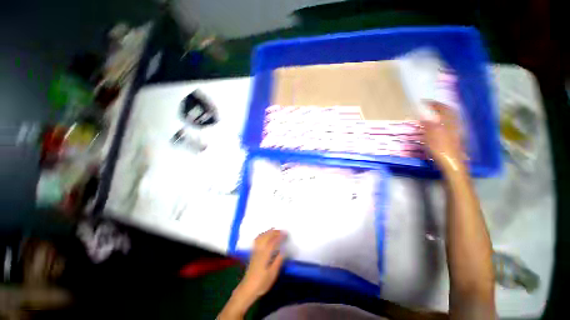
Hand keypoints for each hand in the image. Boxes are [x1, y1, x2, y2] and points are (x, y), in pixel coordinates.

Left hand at [239, 229, 285, 298]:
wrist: (247, 288)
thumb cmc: (261, 283)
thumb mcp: (272, 274)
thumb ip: (278, 261)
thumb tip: (284, 250)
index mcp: (265, 255)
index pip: (273, 242)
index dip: (279, 236)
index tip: (286, 234)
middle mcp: (259, 250)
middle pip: (266, 237)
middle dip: (274, 232)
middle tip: (282, 231)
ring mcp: (255, 251)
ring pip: (261, 237)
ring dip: (268, 232)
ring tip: (275, 230)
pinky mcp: (253, 252)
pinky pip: (257, 239)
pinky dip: (262, 234)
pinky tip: (264, 235)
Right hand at [422, 101, 464, 173]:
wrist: (452, 162)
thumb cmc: (440, 148)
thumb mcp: (430, 135)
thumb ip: (427, 123)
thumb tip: (423, 113)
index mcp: (447, 122)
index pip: (442, 108)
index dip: (433, 104)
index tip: (423, 102)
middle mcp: (453, 124)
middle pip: (448, 111)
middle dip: (439, 107)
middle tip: (429, 106)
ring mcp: (455, 130)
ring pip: (450, 117)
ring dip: (442, 113)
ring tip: (433, 114)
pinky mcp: (455, 137)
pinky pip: (449, 123)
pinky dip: (443, 120)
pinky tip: (438, 125)